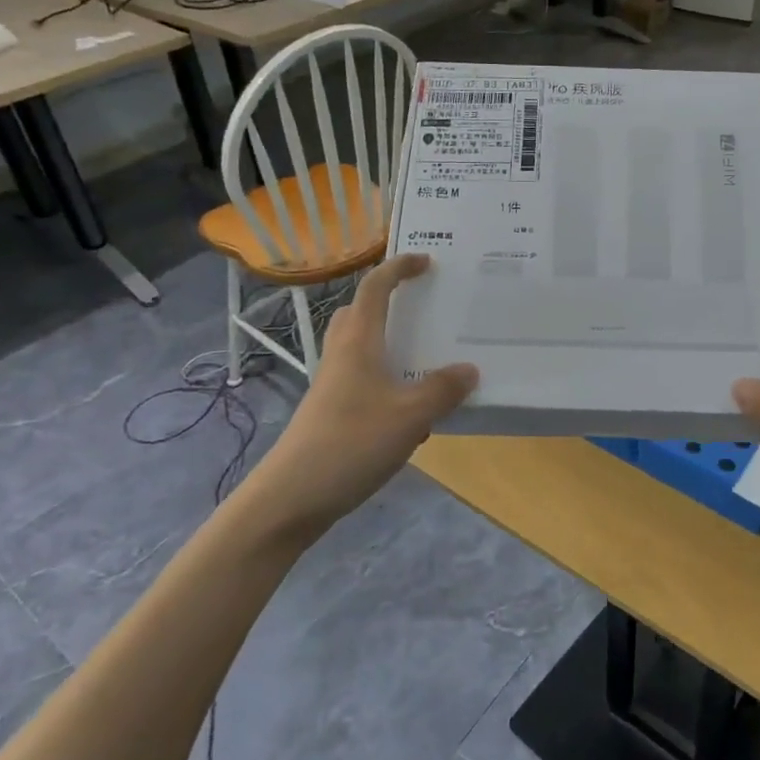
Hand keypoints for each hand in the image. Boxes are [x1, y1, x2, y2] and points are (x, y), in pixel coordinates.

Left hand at [247, 254, 476, 534]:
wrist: (290, 498)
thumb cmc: (350, 444)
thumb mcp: (410, 416)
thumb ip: (443, 390)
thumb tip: (469, 369)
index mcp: (358, 342)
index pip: (375, 288)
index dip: (399, 267)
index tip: (427, 260)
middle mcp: (342, 355)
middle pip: (360, 312)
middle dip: (389, 300)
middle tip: (424, 305)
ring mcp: (333, 384)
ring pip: (361, 346)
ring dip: (390, 340)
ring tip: (427, 354)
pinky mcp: (332, 411)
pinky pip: (364, 378)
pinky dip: (388, 377)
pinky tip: (413, 407)